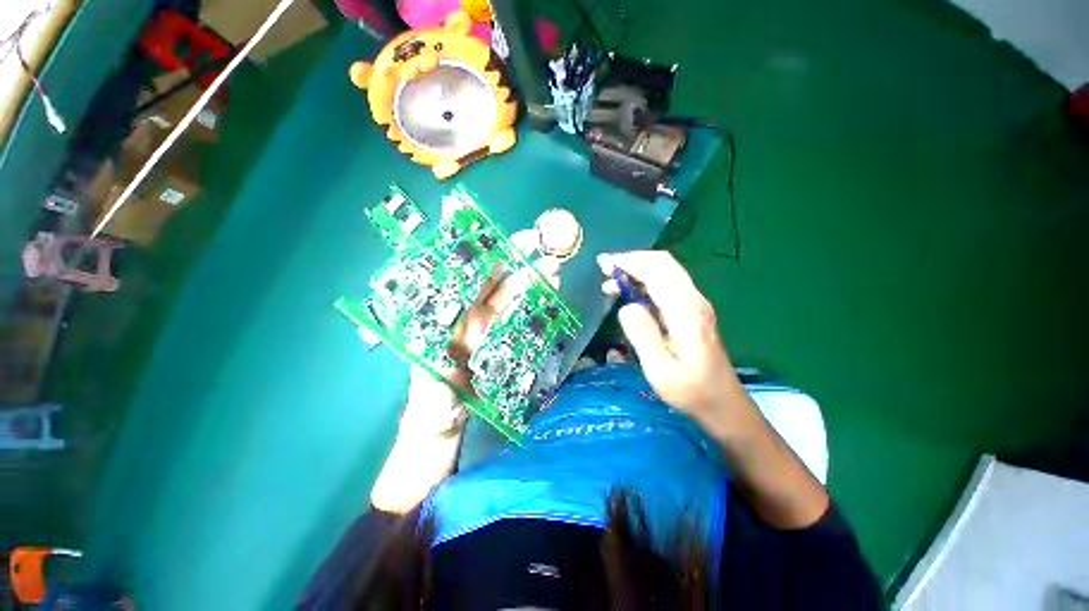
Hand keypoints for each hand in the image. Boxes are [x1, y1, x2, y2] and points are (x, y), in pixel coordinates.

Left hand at [399, 256, 562, 435]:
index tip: (497, 239)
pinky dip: (535, 301)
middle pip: (494, 281)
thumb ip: (437, 378)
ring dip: (530, 278)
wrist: (445, 421)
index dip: (482, 257)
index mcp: (448, 320)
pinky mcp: (503, 339)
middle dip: (515, 260)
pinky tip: (550, 290)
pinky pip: (520, 315)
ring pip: (511, 295)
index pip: (465, 280)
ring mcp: (489, 327)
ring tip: (552, 266)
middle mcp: (469, 317)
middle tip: (539, 243)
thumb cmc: (433, 404)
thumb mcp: (431, 392)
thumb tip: (447, 359)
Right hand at [598, 251, 740, 421]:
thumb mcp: (661, 371)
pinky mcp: (693, 310)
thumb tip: (626, 307)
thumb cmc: (691, 391)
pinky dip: (646, 280)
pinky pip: (668, 283)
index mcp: (686, 313)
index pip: (656, 273)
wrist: (724, 404)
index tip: (604, 264)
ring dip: (638, 268)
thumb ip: (644, 336)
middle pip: (663, 263)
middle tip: (605, 268)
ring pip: (666, 271)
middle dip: (632, 259)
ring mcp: (696, 304)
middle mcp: (694, 301)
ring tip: (611, 282)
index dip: (629, 263)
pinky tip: (630, 293)